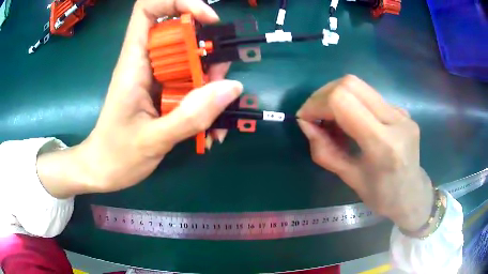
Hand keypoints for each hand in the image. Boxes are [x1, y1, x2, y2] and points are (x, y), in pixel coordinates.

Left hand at [38, 0, 242, 197]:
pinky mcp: (164, 93)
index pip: (148, 9)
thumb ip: (191, 116)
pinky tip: (209, 130)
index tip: (207, 20)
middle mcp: (146, 62)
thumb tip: (231, 88)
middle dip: (207, 50)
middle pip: (180, 33)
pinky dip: (206, 102)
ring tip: (217, 115)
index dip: (179, 3)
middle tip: (220, 80)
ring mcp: (157, 78)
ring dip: (211, 81)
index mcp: (134, 62)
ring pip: (191, 60)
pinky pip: (192, 85)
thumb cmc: (116, 155)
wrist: (103, 171)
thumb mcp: (152, 140)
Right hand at [297, 75, 433, 231]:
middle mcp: (396, 120)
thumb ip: (325, 150)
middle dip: (324, 95)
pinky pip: (370, 96)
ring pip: (360, 86)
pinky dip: (352, 103)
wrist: (413, 195)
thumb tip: (306, 123)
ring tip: (332, 121)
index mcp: (384, 145)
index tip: (306, 118)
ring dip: (336, 97)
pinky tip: (352, 123)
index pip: (343, 101)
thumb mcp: (350, 179)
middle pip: (351, 84)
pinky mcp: (402, 110)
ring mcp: (402, 112)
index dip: (317, 103)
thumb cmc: (382, 197)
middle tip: (315, 115)